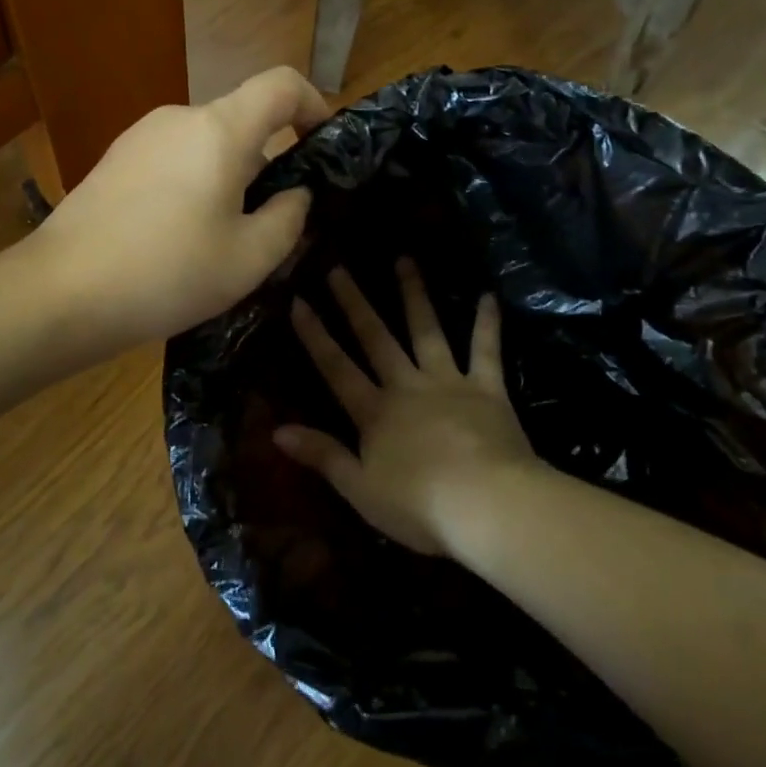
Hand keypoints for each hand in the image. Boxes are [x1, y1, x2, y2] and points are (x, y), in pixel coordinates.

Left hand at [30, 66, 331, 349]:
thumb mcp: (249, 258)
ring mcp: (140, 137)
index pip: (282, 84)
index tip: (323, 146)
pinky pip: (173, 160)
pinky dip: (193, 186)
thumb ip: (288, 217)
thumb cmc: (167, 273)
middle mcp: (179, 118)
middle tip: (270, 226)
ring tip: (220, 243)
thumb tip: (295, 192)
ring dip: (228, 181)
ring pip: (207, 146)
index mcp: (220, 130)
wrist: (60, 292)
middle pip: (243, 123)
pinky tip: (177, 240)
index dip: (314, 104)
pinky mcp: (114, 160)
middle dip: (268, 166)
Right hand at [275, 258, 540, 554]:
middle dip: (355, 303)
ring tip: (404, 260)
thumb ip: (321, 455)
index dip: (315, 335)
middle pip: (376, 338)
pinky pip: (486, 350)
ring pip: (426, 330)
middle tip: (339, 268)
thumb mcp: (359, 488)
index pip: (336, 368)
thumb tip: (276, 430)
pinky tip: (489, 295)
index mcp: (375, 412)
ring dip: (414, 294)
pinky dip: (487, 323)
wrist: (487, 506)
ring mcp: (449, 381)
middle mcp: (407, 386)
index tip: (298, 301)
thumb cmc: (419, 505)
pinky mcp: (487, 388)